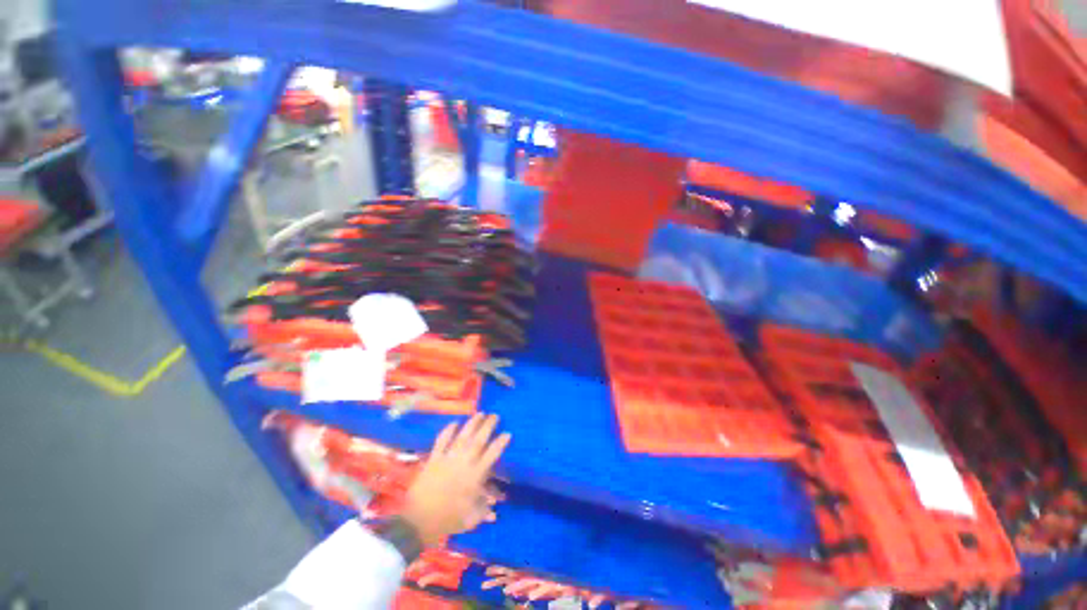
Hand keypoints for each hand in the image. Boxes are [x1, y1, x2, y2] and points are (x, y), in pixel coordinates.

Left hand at [401, 413, 510, 546]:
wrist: (418, 521)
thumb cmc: (448, 520)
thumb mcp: (471, 519)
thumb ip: (484, 510)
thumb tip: (495, 507)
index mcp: (475, 476)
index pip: (491, 454)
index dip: (500, 443)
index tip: (507, 433)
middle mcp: (464, 463)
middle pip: (478, 440)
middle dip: (488, 426)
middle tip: (495, 415)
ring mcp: (448, 459)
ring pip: (462, 436)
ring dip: (472, 424)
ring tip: (480, 413)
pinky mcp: (434, 459)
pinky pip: (442, 441)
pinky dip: (448, 430)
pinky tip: (454, 423)